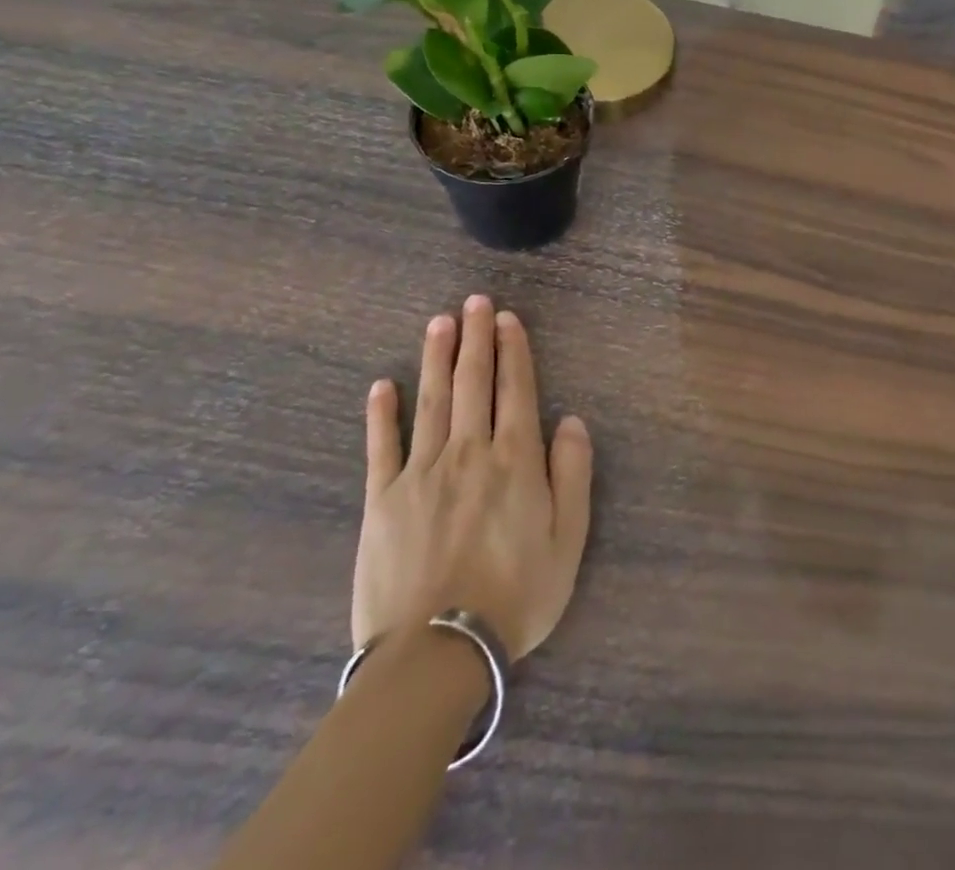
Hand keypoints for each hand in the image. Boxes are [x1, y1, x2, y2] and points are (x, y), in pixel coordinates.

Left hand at [352, 296, 592, 659]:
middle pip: (473, 382)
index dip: (513, 350)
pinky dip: (382, 413)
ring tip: (439, 322)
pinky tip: (382, 385)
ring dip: (436, 357)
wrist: (437, 654)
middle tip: (474, 301)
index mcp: (515, 459)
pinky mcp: (382, 501)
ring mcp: (421, 473)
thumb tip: (571, 420)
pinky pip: (381, 447)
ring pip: (431, 401)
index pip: (515, 389)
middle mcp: (469, 452)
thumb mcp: (569, 538)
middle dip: (476, 338)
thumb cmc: (517, 595)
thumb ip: (573, 473)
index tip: (507, 319)